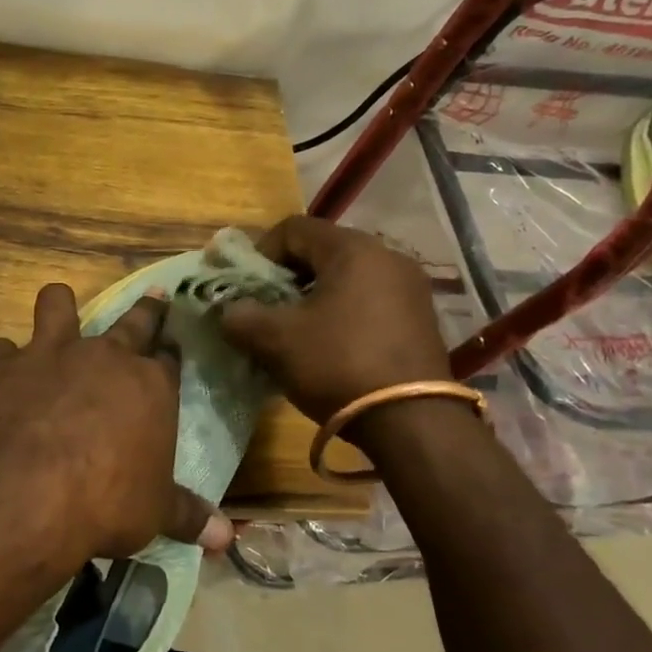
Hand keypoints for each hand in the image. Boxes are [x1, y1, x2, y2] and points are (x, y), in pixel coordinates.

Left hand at [0, 283, 233, 562]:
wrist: (31, 493)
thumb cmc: (108, 501)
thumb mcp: (155, 513)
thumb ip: (188, 516)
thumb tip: (227, 539)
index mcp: (150, 385)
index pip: (168, 357)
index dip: (170, 350)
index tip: (171, 346)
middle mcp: (105, 357)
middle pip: (133, 321)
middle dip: (147, 310)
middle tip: (154, 298)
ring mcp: (52, 354)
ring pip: (57, 304)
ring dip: (59, 306)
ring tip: (59, 310)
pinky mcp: (5, 367)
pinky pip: (0, 348)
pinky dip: (3, 360)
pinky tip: (2, 374)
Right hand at [219, 216, 452, 427]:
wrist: (414, 423)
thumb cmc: (339, 365)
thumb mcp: (277, 340)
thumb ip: (241, 317)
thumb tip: (230, 312)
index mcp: (353, 248)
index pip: (293, 228)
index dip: (260, 254)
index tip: (247, 289)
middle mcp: (387, 256)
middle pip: (321, 251)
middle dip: (286, 278)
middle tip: (267, 311)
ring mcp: (410, 288)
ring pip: (346, 278)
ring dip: (313, 298)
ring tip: (295, 333)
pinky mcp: (421, 319)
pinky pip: (369, 301)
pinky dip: (342, 314)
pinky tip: (330, 348)